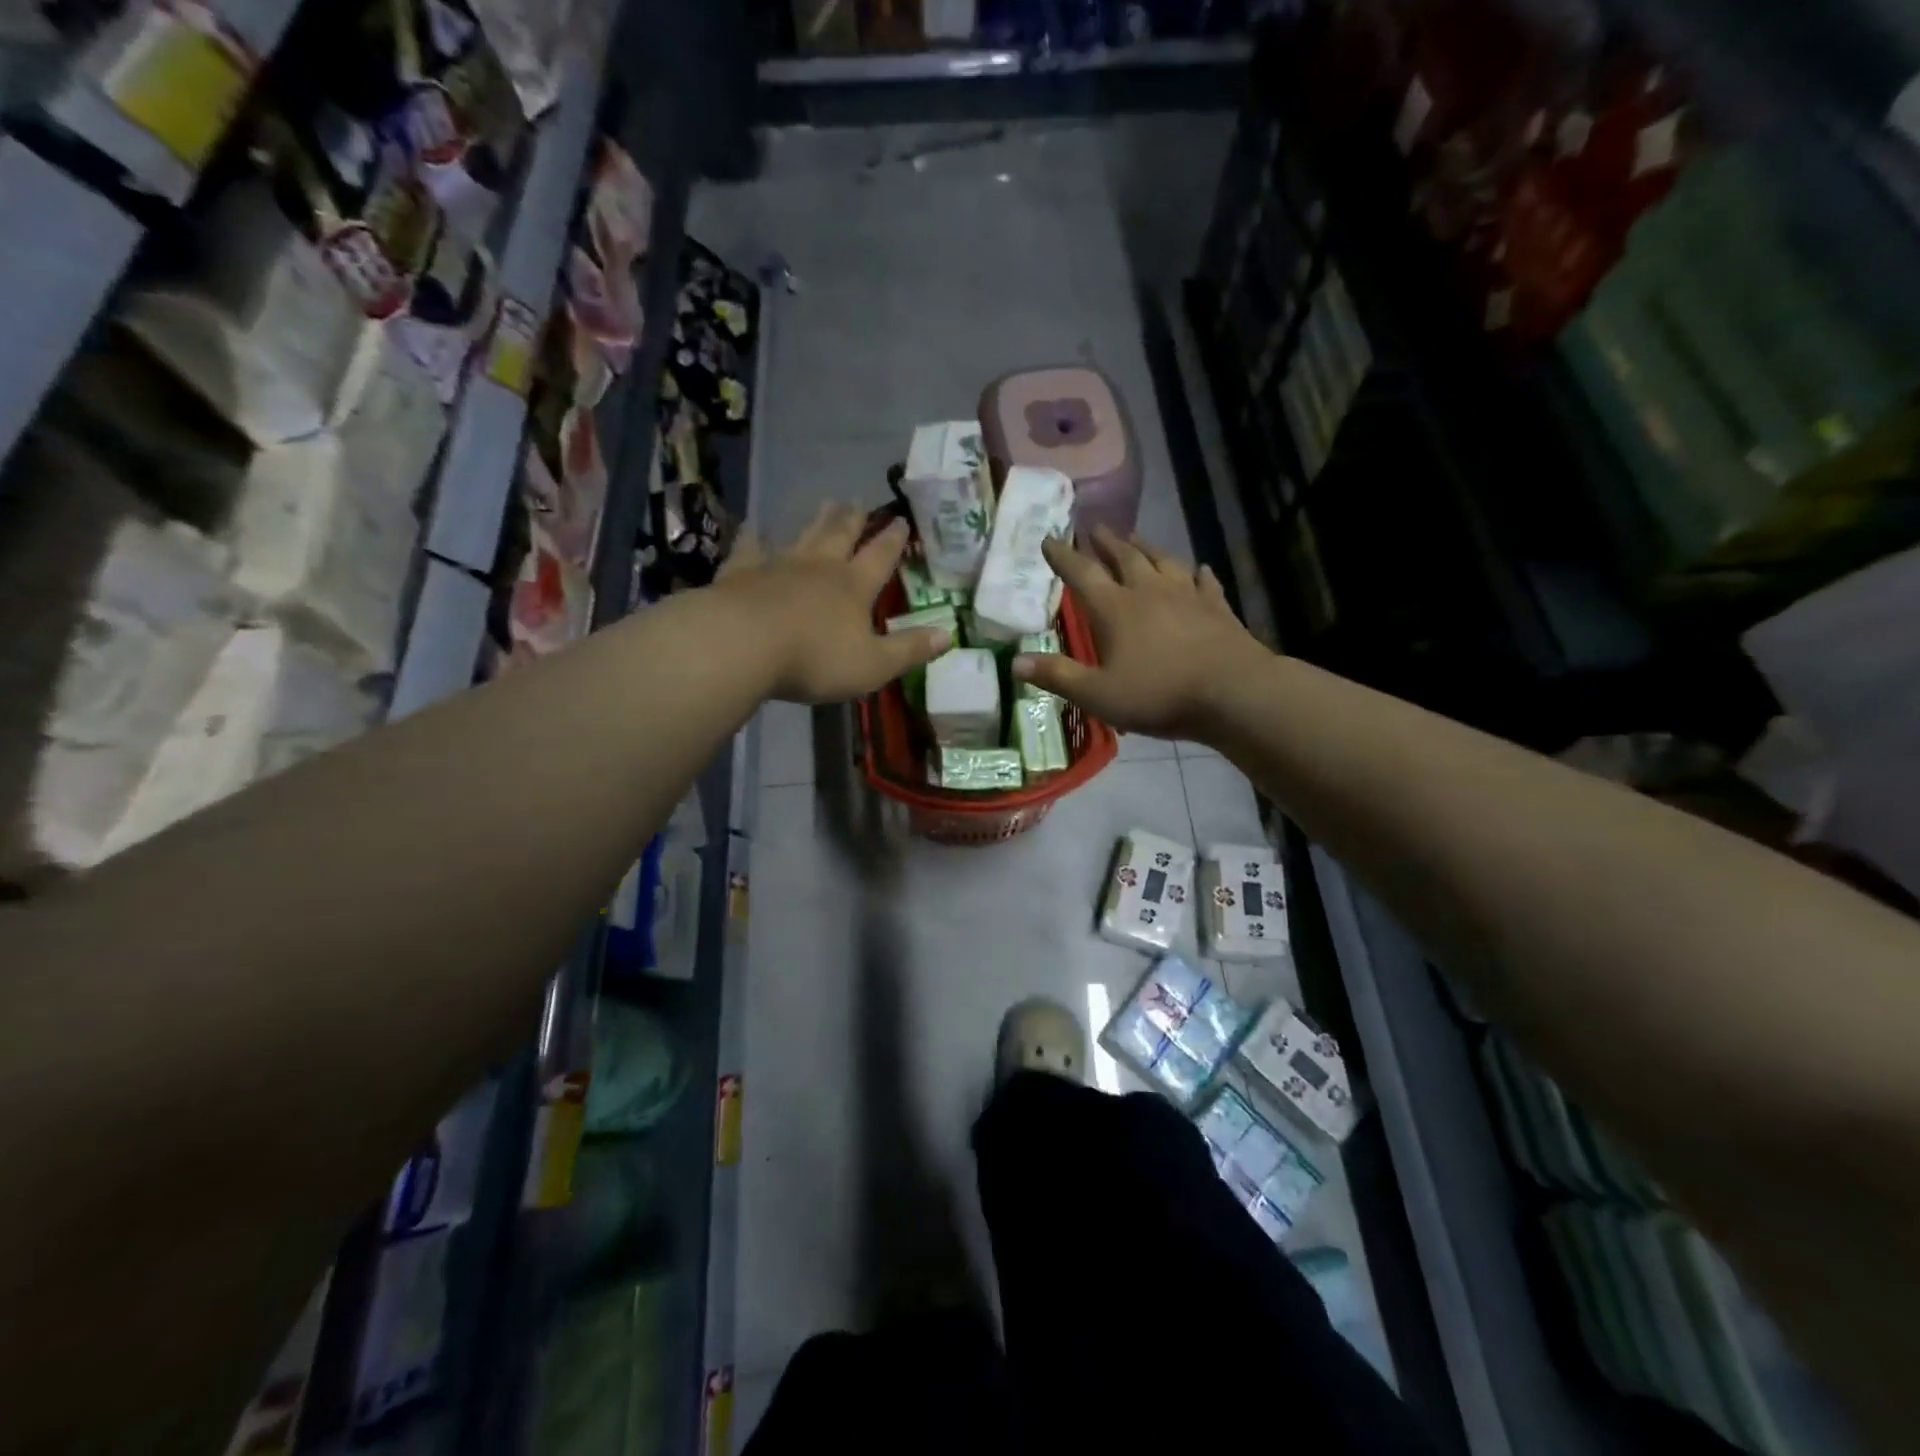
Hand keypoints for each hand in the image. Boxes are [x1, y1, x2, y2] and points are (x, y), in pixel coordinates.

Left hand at [714, 503, 950, 703]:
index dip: (893, 540)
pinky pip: (750, 548)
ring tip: (826, 502)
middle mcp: (820, 567)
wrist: (743, 645)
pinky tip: (754, 527)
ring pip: (803, 535)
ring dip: (817, 520)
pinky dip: (754, 537)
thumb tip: (949, 634)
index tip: (901, 520)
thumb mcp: (874, 664)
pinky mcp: (742, 573)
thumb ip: (910, 649)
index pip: (880, 557)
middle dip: (854, 520)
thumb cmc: (815, 659)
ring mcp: (778, 565)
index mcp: (854, 587)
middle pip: (841, 536)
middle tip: (860, 501)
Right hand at [1013, 527, 1269, 740]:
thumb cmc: (1159, 694)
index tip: (1049, 538)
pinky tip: (1200, 568)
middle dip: (1106, 542)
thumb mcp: (1098, 694)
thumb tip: (1015, 662)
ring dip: (1147, 547)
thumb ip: (1058, 676)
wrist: (1232, 691)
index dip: (1063, 556)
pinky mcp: (1217, 608)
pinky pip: (1205, 582)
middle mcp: (1149, 591)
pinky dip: (1199, 573)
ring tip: (1136, 538)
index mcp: (1115, 608)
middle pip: (1124, 557)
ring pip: (1163, 561)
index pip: (1082, 573)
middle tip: (1094, 527)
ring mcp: (1187, 596)